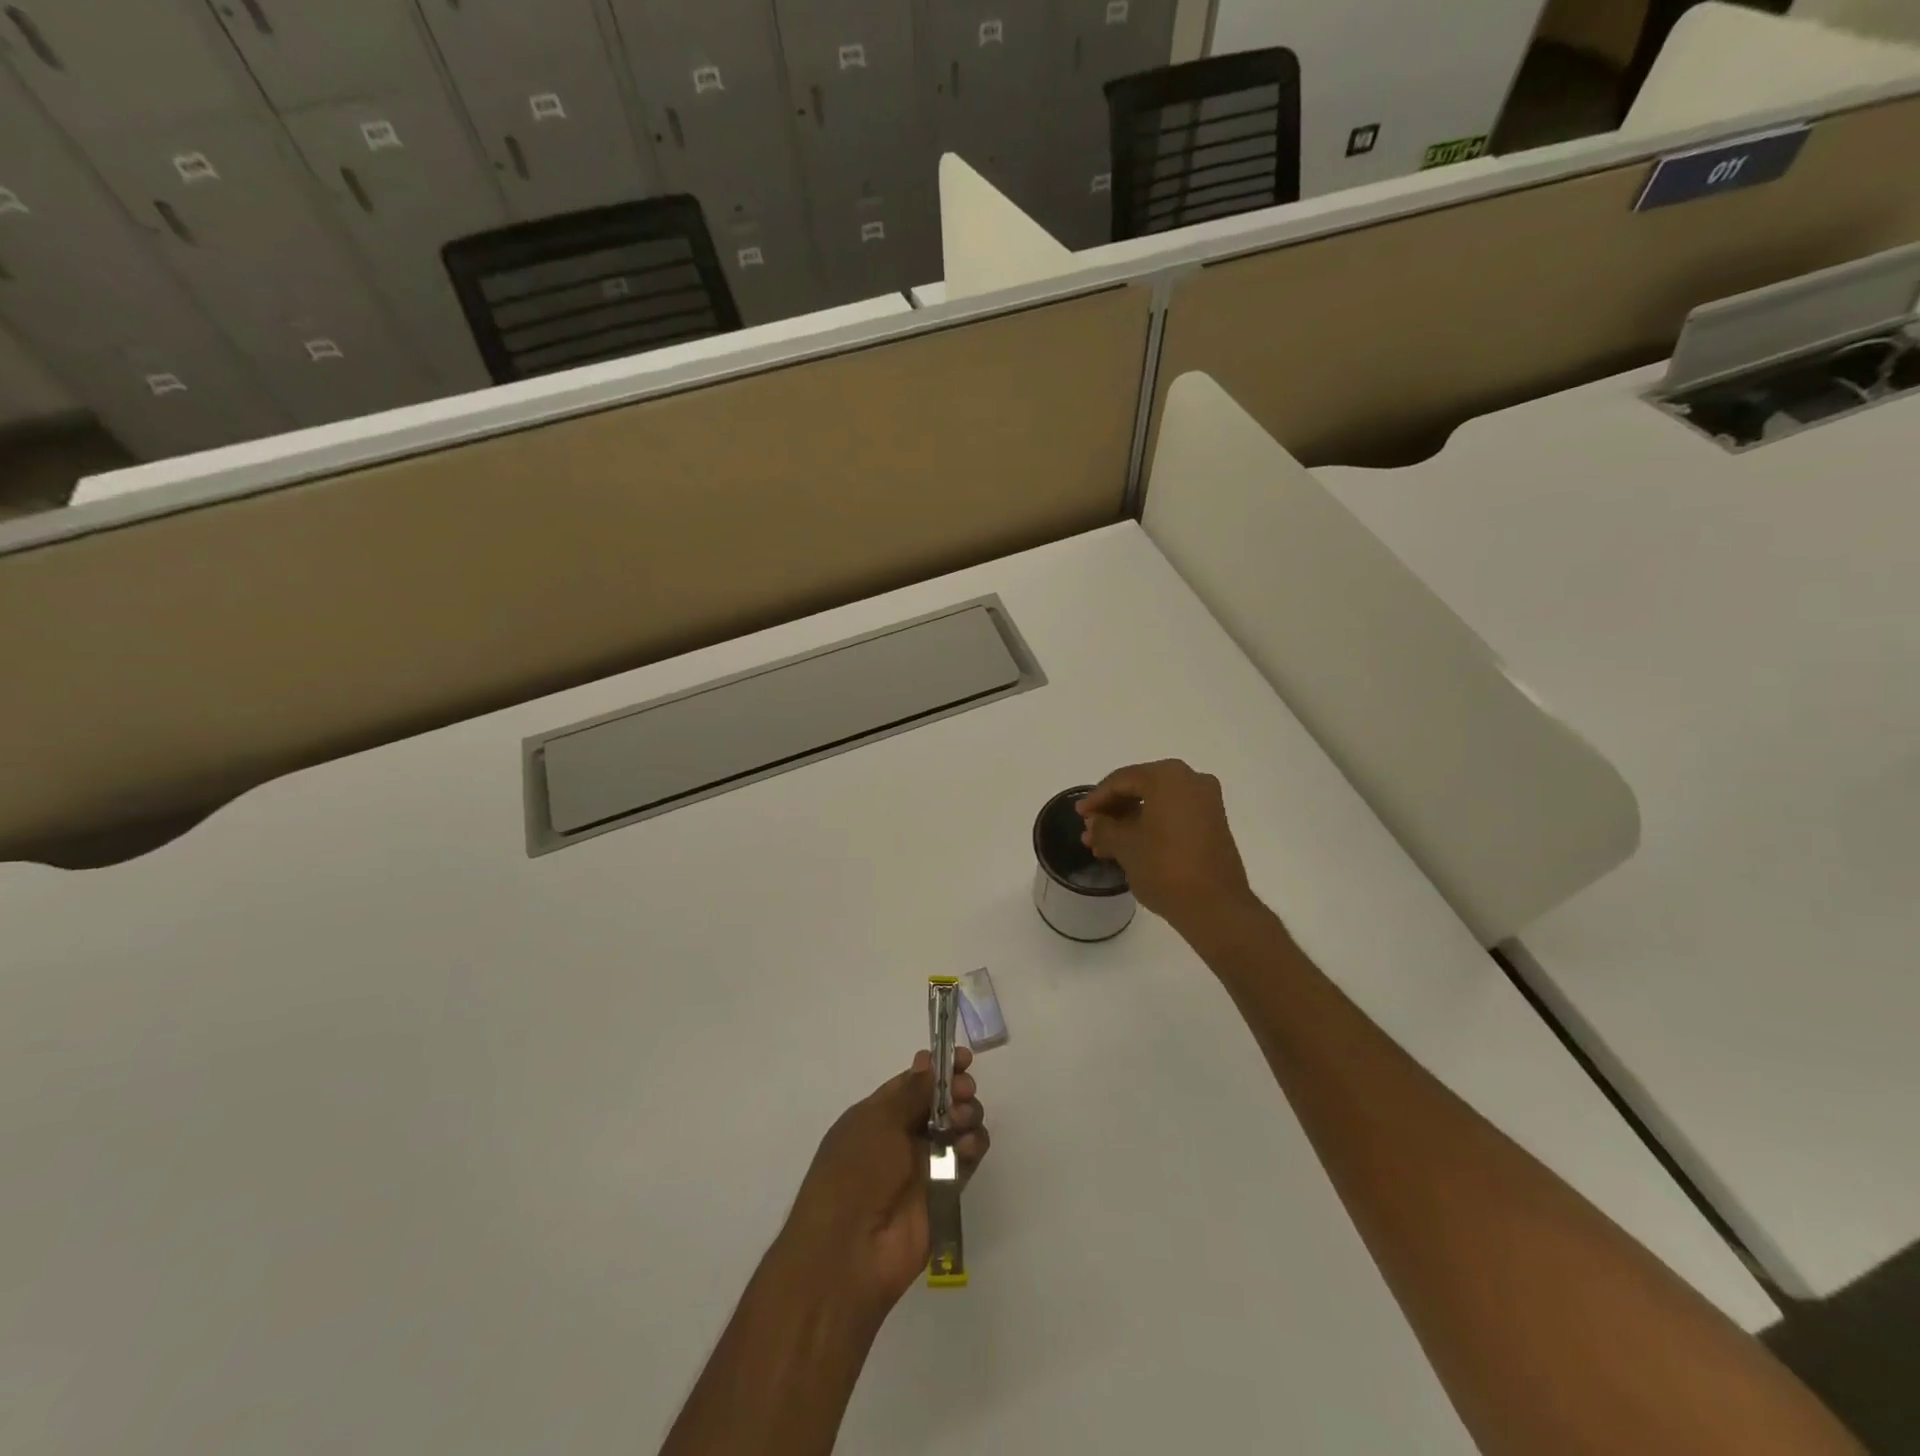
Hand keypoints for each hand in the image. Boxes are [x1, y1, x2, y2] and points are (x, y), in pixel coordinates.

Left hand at [778, 1047, 989, 1321]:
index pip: (913, 1082)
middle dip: (957, 1089)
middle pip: (941, 1101)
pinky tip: (966, 1147)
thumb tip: (928, 1062)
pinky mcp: (946, 1191)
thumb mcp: (876, 1122)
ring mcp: (925, 1164)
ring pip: (959, 1126)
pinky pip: (967, 1158)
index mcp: (878, 1114)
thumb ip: (911, 1092)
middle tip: (964, 1090)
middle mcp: (902, 1135)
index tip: (962, 1059)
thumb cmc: (853, 1173)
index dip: (938, 1068)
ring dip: (967, 1114)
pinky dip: (973, 1145)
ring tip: (962, 1119)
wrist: (849, 1252)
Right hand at [1077, 760, 1254, 931]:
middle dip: (1112, 811)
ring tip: (1103, 845)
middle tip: (1090, 831)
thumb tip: (1095, 822)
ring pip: (1156, 804)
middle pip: (1140, 788)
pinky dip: (1149, 827)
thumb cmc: (1164, 866)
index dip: (1096, 799)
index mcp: (1168, 776)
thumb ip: (1104, 828)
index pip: (1121, 780)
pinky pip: (1173, 816)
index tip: (1079, 815)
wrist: (1215, 906)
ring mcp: (1206, 802)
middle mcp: (1191, 780)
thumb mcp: (1124, 845)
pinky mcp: (1213, 824)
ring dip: (1128, 822)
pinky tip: (1128, 847)